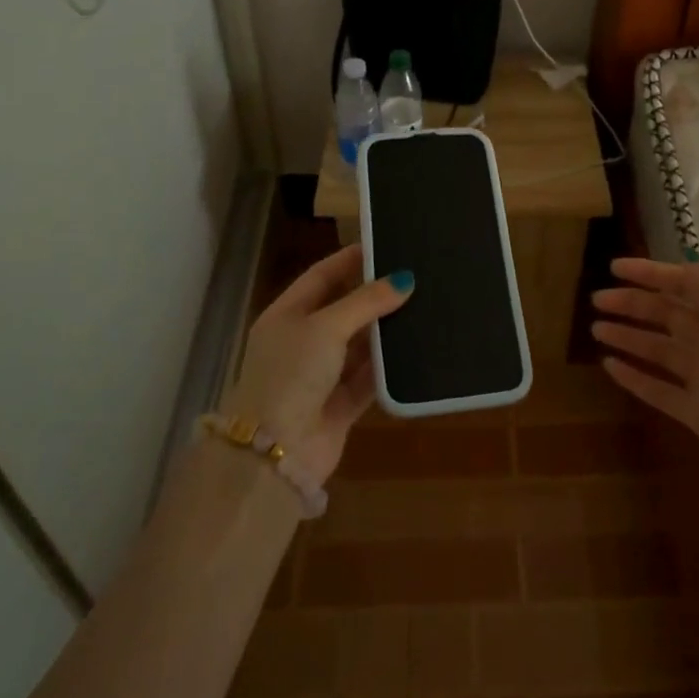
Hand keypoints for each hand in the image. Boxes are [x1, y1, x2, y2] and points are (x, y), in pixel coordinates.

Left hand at [222, 244, 412, 486]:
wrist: (275, 452)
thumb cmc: (291, 374)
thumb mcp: (326, 327)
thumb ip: (365, 302)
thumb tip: (405, 279)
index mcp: (286, 316)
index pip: (321, 276)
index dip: (349, 260)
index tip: (384, 245)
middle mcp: (302, 342)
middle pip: (343, 310)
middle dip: (374, 295)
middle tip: (414, 275)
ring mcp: (321, 375)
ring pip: (359, 345)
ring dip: (385, 331)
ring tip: (424, 306)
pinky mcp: (340, 406)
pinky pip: (368, 378)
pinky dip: (388, 366)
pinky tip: (417, 348)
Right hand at [591, 254, 698, 502]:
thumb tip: (678, 267)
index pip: (685, 283)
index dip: (650, 273)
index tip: (614, 267)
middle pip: (667, 314)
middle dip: (632, 303)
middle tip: (596, 299)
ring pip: (659, 349)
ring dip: (628, 336)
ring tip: (596, 329)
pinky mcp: (696, 412)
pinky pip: (658, 388)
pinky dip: (634, 375)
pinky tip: (608, 365)